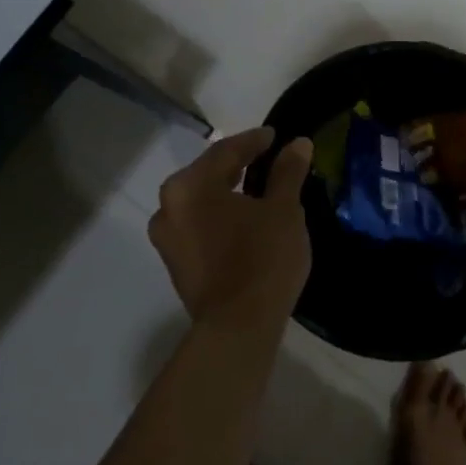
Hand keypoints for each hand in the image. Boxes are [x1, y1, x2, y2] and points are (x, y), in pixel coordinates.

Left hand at [148, 127, 313, 331]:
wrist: (238, 327)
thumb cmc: (262, 258)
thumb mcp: (283, 210)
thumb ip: (287, 172)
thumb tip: (297, 144)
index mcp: (190, 186)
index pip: (226, 151)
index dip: (254, 141)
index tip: (276, 137)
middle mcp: (169, 207)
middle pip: (208, 173)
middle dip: (238, 163)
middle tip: (267, 157)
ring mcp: (167, 238)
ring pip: (201, 200)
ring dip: (227, 190)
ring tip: (257, 187)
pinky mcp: (175, 263)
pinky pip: (198, 224)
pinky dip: (219, 214)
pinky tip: (243, 217)